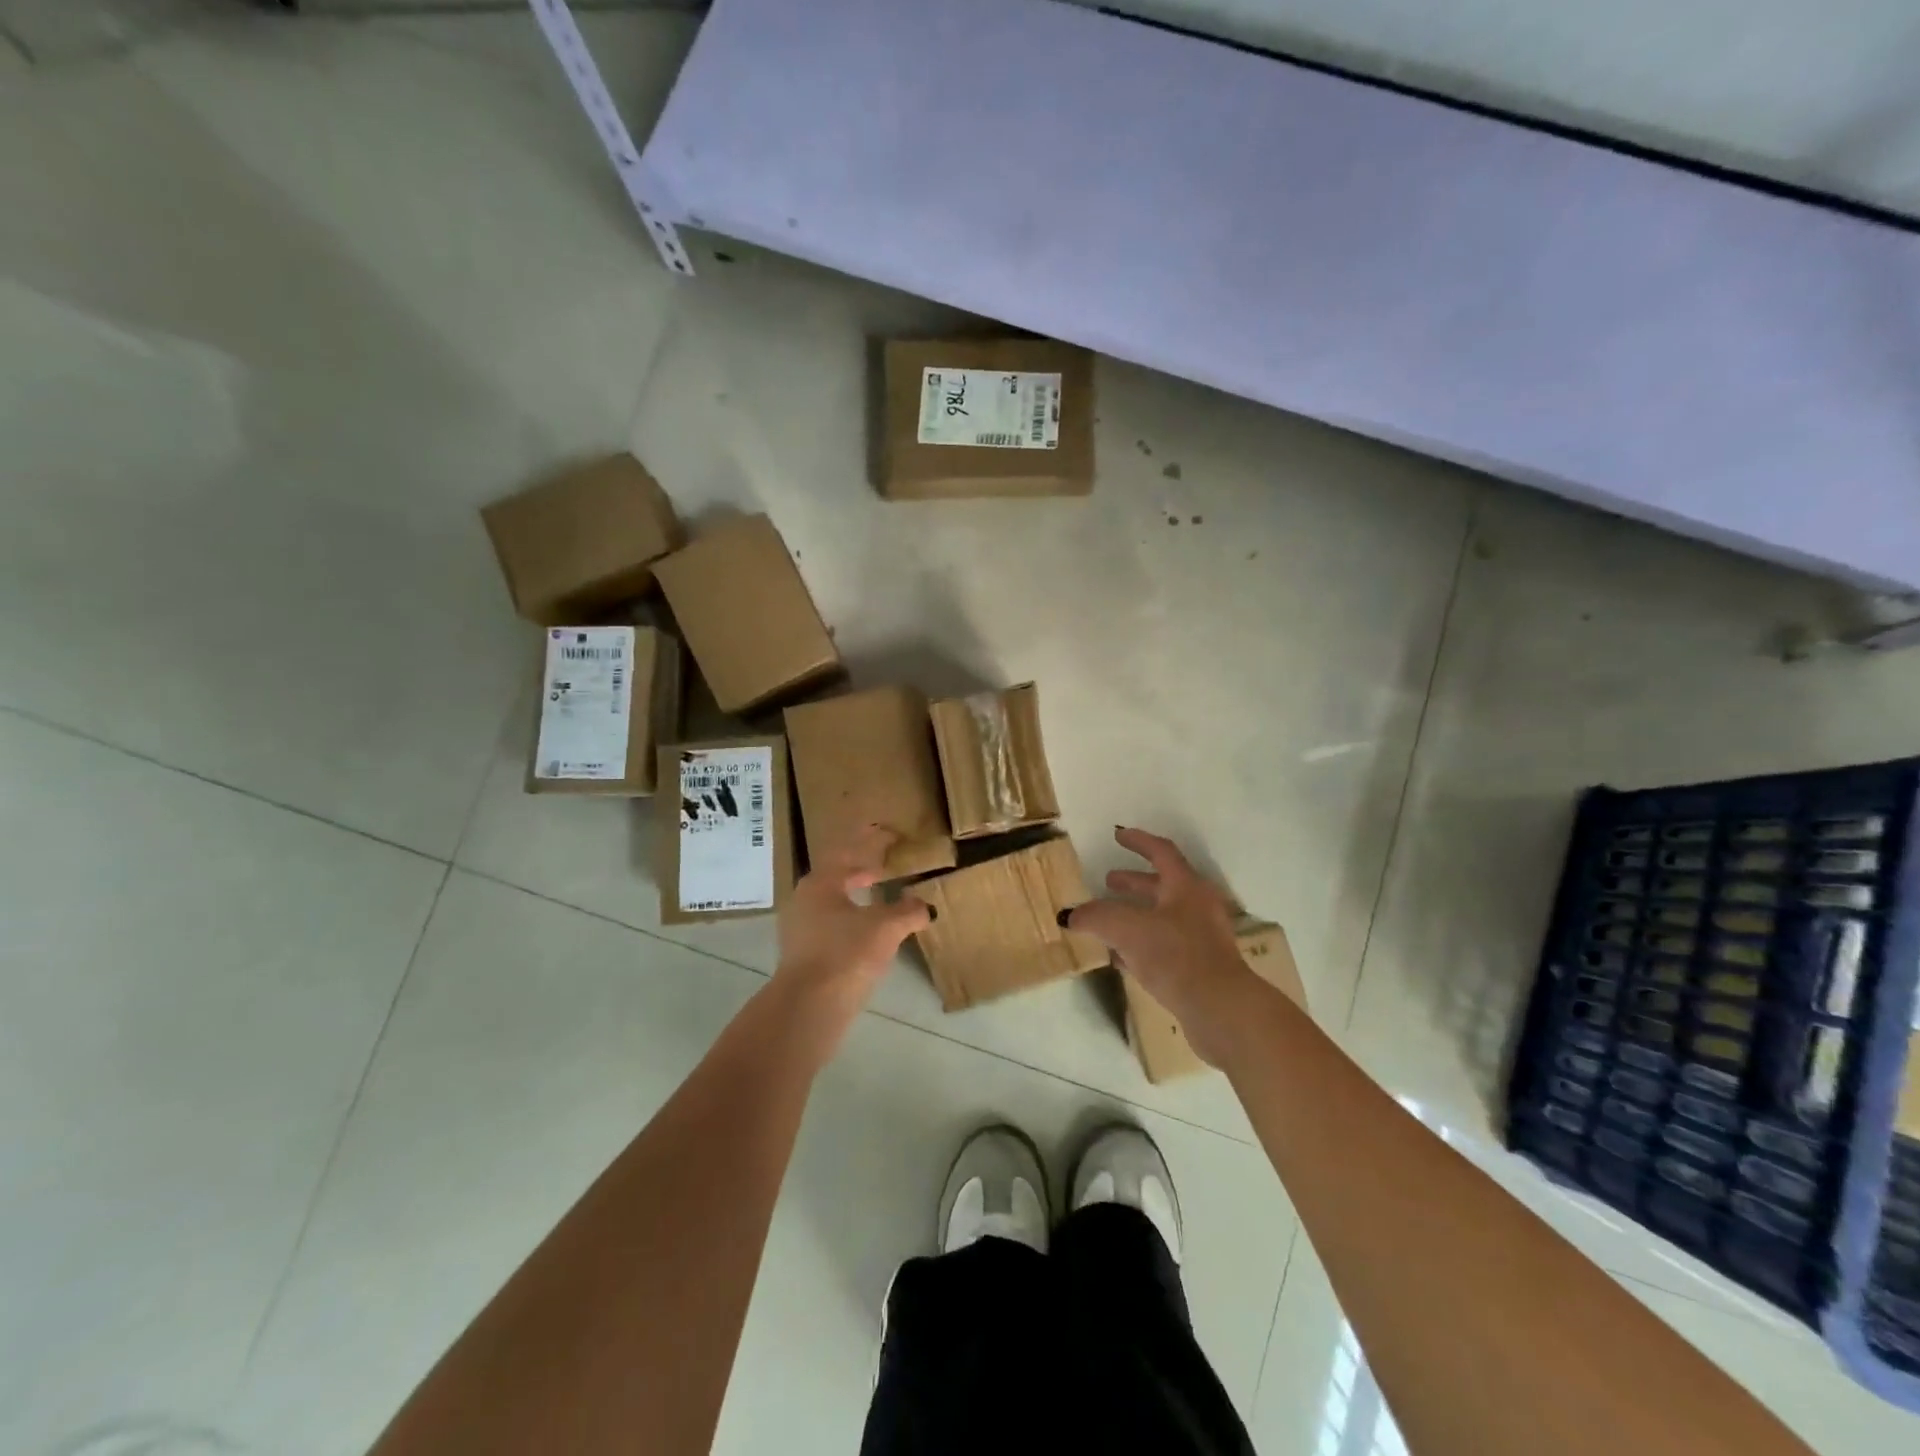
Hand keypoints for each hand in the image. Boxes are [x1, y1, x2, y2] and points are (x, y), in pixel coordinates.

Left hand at [771, 823, 929, 1050]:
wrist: (809, 1006)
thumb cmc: (846, 953)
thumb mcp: (885, 928)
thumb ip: (907, 912)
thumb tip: (925, 906)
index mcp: (820, 882)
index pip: (847, 851)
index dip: (870, 841)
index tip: (888, 834)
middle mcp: (805, 900)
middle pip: (836, 875)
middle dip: (861, 869)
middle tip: (885, 865)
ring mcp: (800, 929)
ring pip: (832, 902)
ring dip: (856, 895)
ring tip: (880, 898)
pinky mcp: (803, 955)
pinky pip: (831, 924)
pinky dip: (851, 919)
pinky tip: (868, 931)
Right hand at [1065, 827, 1256, 1065]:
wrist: (1220, 1009)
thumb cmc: (1176, 955)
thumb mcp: (1127, 929)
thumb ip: (1096, 916)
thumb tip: (1070, 915)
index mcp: (1186, 886)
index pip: (1161, 852)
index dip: (1138, 841)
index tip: (1118, 835)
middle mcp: (1198, 906)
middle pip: (1163, 885)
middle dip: (1133, 882)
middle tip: (1108, 881)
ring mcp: (1202, 938)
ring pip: (1163, 917)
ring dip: (1135, 915)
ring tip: (1107, 922)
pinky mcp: (1200, 967)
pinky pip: (1165, 945)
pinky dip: (1141, 944)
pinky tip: (1121, 958)